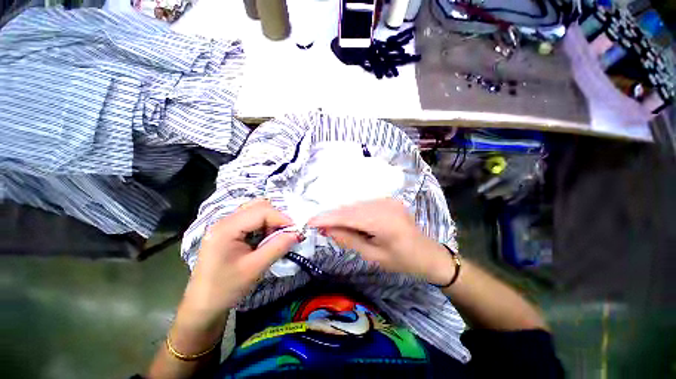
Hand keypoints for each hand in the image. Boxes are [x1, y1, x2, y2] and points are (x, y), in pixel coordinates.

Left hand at [181, 199, 300, 325]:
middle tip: (286, 233)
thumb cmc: (226, 289)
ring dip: (270, 221)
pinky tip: (265, 239)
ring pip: (255, 211)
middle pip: (258, 206)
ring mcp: (226, 225)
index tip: (296, 229)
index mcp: (226, 228)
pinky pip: (251, 220)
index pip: (261, 211)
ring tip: (276, 237)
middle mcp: (225, 221)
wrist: (203, 306)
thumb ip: (278, 247)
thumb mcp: (255, 268)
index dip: (281, 218)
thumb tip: (298, 233)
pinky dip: (264, 225)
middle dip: (276, 217)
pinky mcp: (229, 231)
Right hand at [308, 198, 454, 284]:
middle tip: (318, 225)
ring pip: (356, 204)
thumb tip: (327, 229)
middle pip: (350, 208)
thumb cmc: (402, 261)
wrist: (428, 254)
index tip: (309, 221)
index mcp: (383, 221)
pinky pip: (365, 204)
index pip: (348, 216)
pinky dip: (353, 211)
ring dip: (342, 213)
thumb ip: (349, 239)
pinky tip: (348, 219)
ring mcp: (387, 200)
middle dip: (332, 216)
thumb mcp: (373, 256)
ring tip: (331, 224)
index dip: (327, 218)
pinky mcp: (388, 200)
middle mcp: (384, 205)